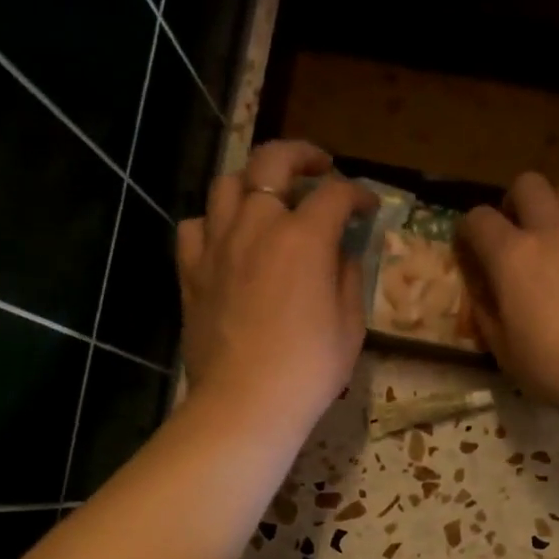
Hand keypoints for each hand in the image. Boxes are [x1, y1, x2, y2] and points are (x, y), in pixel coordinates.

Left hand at [177, 141, 374, 441]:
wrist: (246, 403)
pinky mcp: (191, 271)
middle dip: (302, 154)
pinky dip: (214, 222)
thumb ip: (346, 277)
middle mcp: (257, 226)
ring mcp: (217, 245)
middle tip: (319, 166)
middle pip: (273, 161)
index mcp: (304, 238)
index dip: (357, 195)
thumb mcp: (350, 325)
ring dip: (254, 181)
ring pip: (227, 185)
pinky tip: (227, 238)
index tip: (367, 207)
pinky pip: (195, 226)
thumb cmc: (309, 369)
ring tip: (269, 197)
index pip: (335, 195)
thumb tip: (339, 254)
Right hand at [458, 174, 558, 414]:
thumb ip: (486, 312)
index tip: (472, 251)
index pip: (477, 219)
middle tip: (520, 234)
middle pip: (527, 184)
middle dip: (516, 203)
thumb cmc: (556, 369)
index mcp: (512, 256)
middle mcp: (551, 229)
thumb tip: (480, 290)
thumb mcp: (504, 352)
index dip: (469, 231)